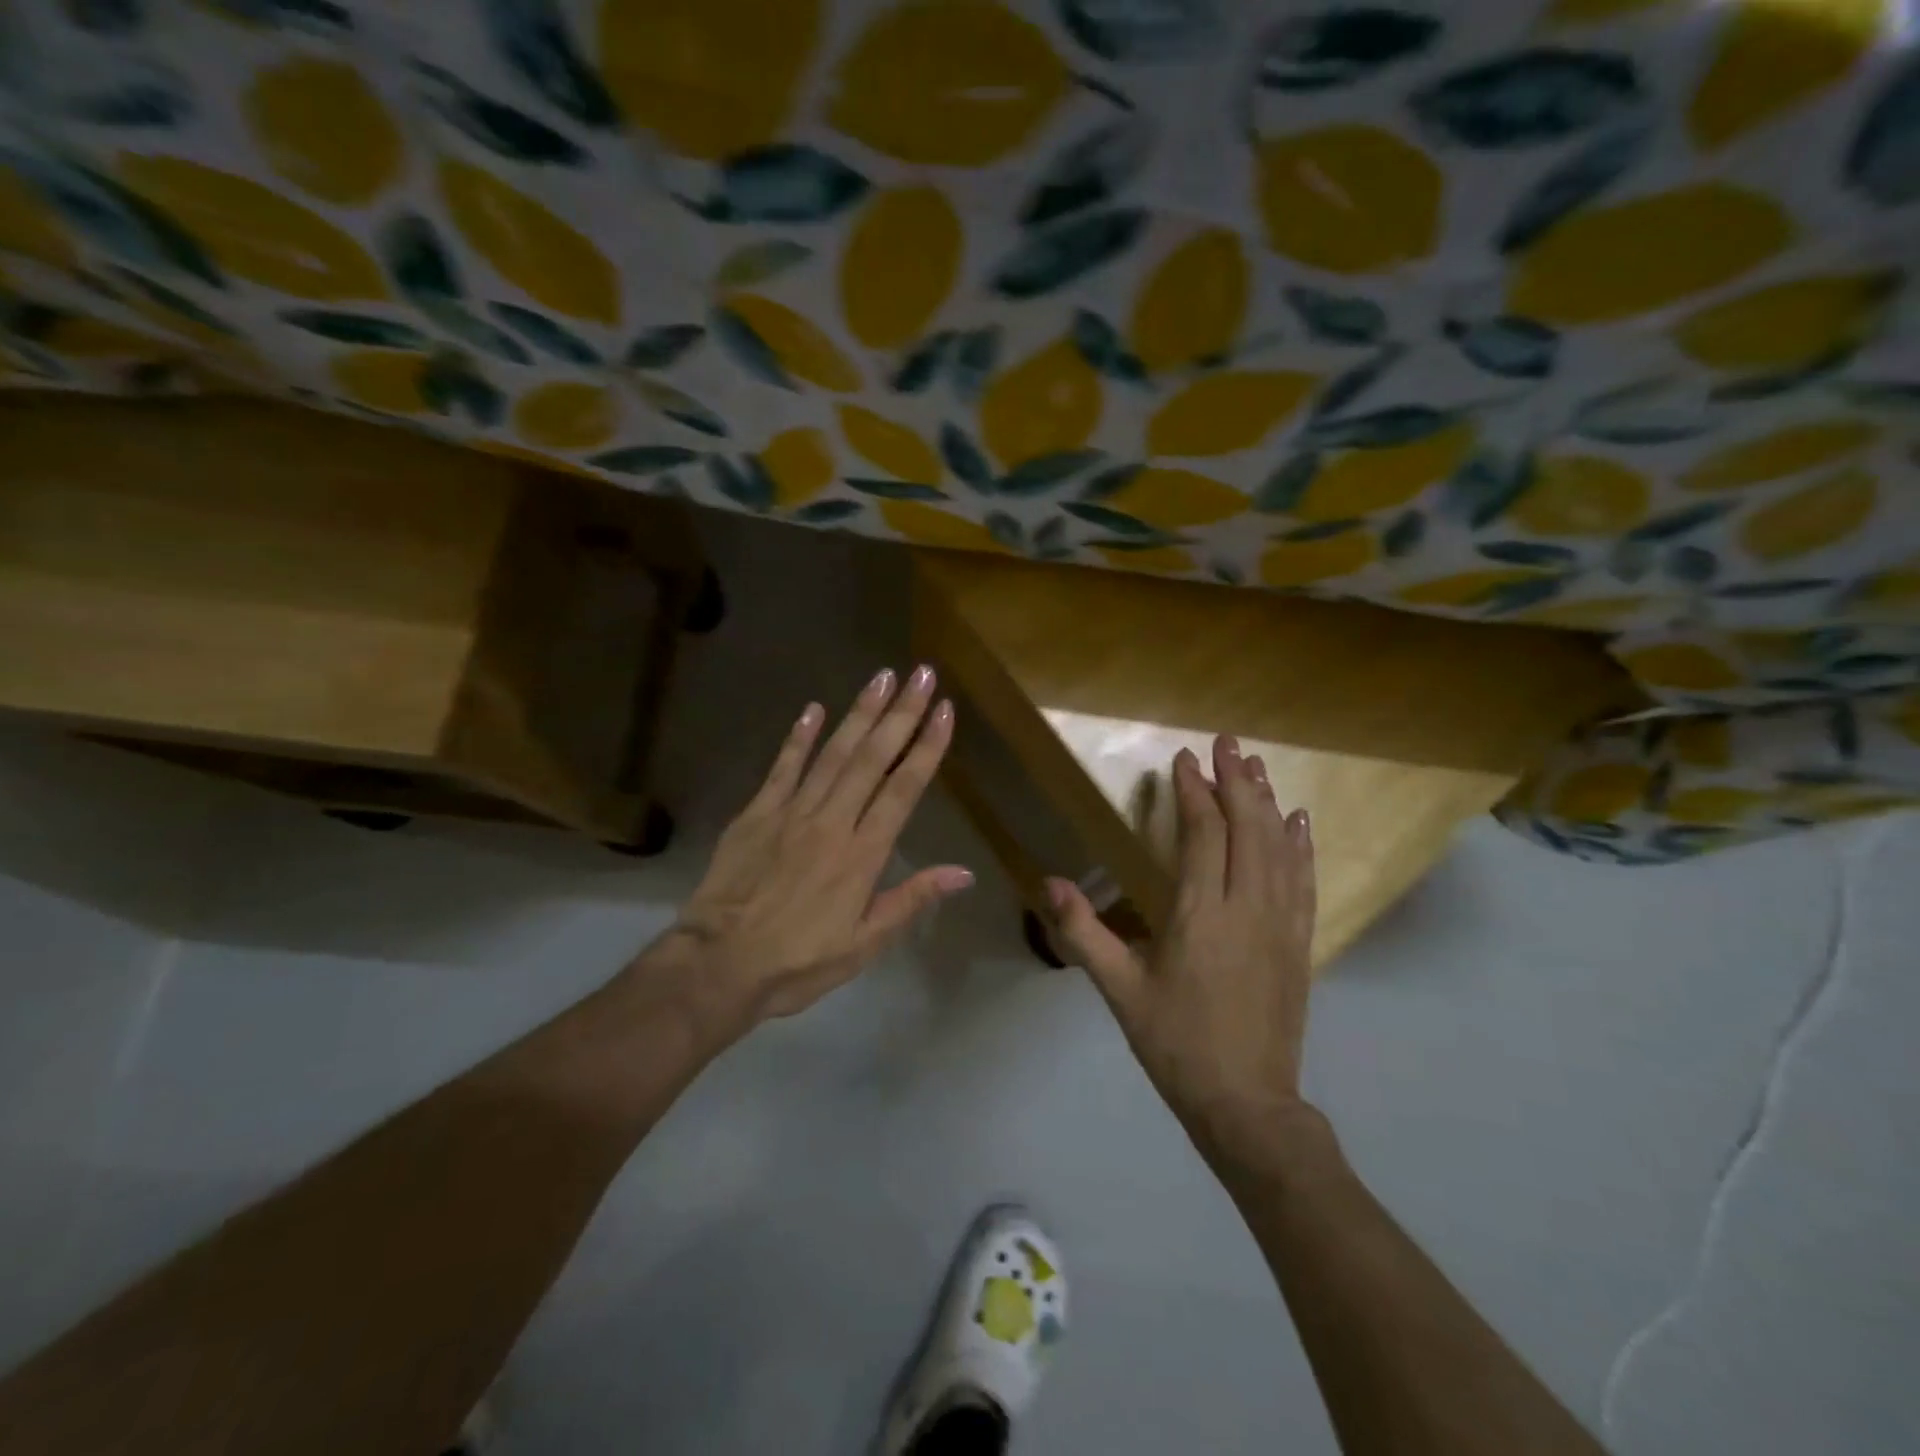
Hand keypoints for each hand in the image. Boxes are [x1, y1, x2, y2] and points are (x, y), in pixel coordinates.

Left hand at [655, 666, 972, 1034]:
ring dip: (860, 713)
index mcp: (862, 854)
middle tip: (922, 674)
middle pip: (872, 758)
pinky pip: (782, 767)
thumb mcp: (864, 944)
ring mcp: (791, 812)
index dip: (927, 747)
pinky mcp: (756, 813)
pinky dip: (799, 737)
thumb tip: (963, 872)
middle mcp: (832, 821)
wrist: (719, 965)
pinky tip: (813, 708)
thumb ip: (911, 900)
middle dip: (901, 713)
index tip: (945, 711)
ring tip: (882, 677)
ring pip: (833, 753)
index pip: (903, 788)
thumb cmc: (798, 961)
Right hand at [1046, 735, 1315, 1154]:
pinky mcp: (1299, 943)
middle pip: (1247, 827)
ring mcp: (1280, 924)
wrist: (1246, 1104)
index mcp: (1199, 913)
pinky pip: (1304, 881)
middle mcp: (1246, 907)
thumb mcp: (1119, 989)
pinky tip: (1300, 822)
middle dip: (1235, 780)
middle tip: (1226, 742)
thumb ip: (1082, 932)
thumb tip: (1046, 882)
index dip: (1193, 792)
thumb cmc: (1175, 1044)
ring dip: (1267, 801)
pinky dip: (1301, 845)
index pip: (1202, 833)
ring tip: (1256, 765)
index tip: (1183, 760)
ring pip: (1278, 847)